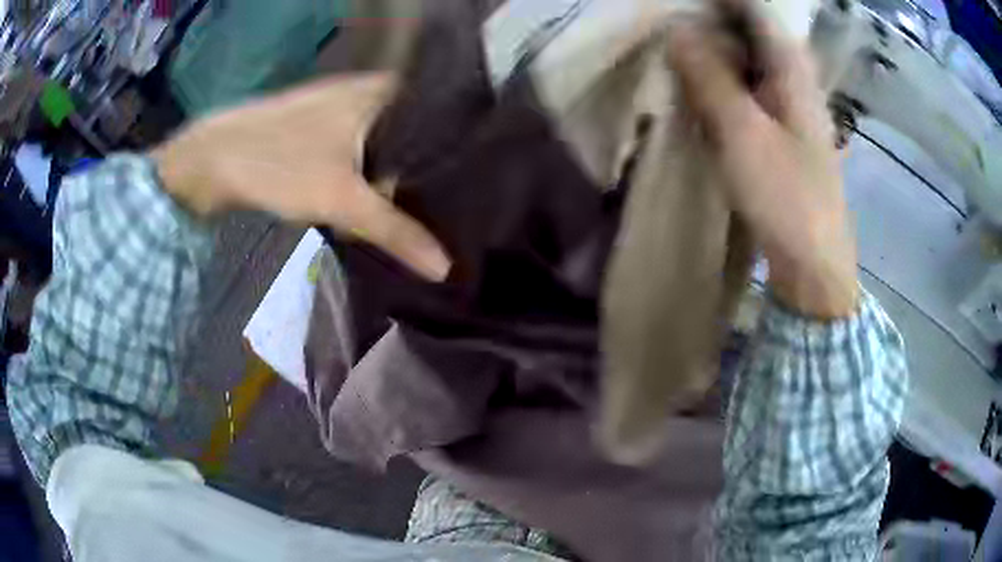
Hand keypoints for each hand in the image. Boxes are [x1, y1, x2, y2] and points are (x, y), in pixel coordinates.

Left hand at [152, 73, 450, 281]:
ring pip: (389, 144)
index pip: (441, 114)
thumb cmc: (278, 163)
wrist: (211, 161)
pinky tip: (391, 197)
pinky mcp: (323, 131)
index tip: (485, 180)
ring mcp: (344, 110)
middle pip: (416, 132)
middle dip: (434, 167)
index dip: (463, 148)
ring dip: (403, 173)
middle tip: (467, 202)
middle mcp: (369, 92)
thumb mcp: (340, 199)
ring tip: (440, 204)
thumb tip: (444, 267)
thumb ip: (395, 230)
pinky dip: (376, 174)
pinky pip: (365, 152)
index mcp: (383, 92)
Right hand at [667, 3, 858, 318]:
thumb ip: (709, 77)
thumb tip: (676, 31)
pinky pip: (750, 91)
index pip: (755, 11)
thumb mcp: (742, 132)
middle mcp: (795, 80)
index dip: (718, 1)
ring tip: (676, 54)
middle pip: (752, 33)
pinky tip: (702, 93)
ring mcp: (791, 107)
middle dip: (710, 25)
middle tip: (669, 29)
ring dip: (715, 54)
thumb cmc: (786, 198)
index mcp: (792, 70)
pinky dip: (724, 84)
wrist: (814, 264)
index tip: (680, 3)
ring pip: (749, 62)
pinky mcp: (784, 133)